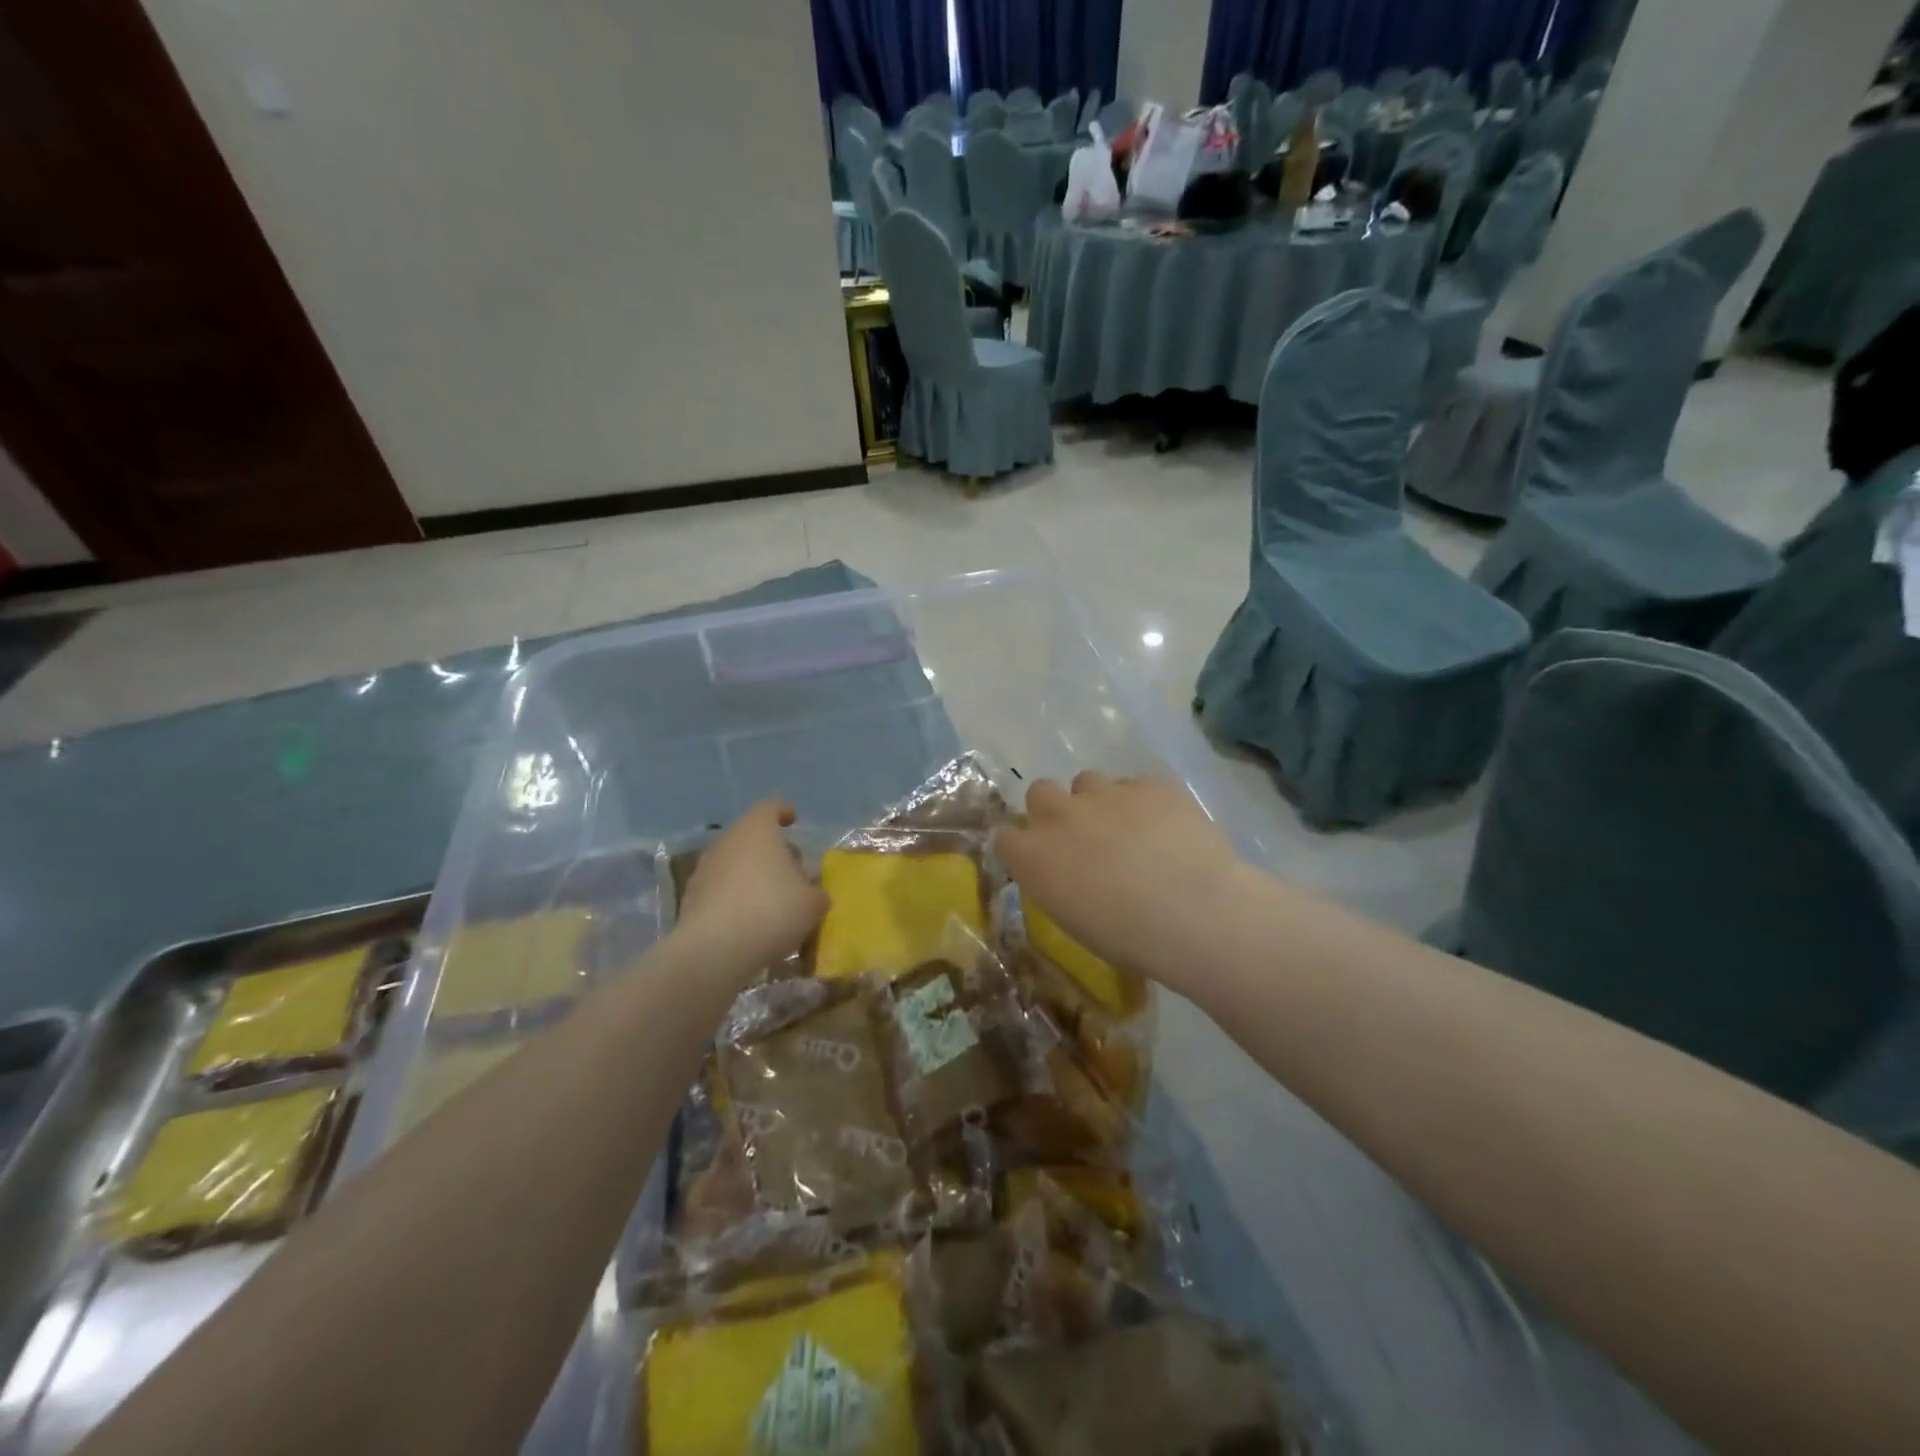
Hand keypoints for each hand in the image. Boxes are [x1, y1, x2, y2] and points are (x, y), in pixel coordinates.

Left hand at [677, 802, 826, 980]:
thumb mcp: (811, 903)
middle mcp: (727, 842)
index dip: (784, 812)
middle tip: (791, 870)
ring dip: (752, 876)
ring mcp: (705, 870)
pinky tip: (751, 922)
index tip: (794, 820)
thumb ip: (817, 893)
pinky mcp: (691, 900)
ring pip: (734, 864)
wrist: (714, 951)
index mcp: (757, 831)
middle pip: (751, 837)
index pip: (770, 807)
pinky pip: (720, 891)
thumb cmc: (771, 911)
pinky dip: (735, 899)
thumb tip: (814, 894)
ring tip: (772, 899)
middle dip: (771, 851)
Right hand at [996, 774, 1246, 993]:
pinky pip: (1136, 785)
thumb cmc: (1128, 937)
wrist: (1195, 912)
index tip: (1041, 859)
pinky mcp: (1149, 784)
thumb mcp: (1074, 919)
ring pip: (1087, 781)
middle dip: (1055, 809)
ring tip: (1127, 829)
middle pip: (1040, 792)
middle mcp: (1059, 814)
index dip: (1023, 844)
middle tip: (1082, 837)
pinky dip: (1144, 802)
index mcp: (1033, 856)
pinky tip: (1166, 828)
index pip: (1005, 835)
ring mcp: (1105, 792)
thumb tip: (1065, 870)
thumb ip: (1056, 882)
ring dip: (1098, 801)